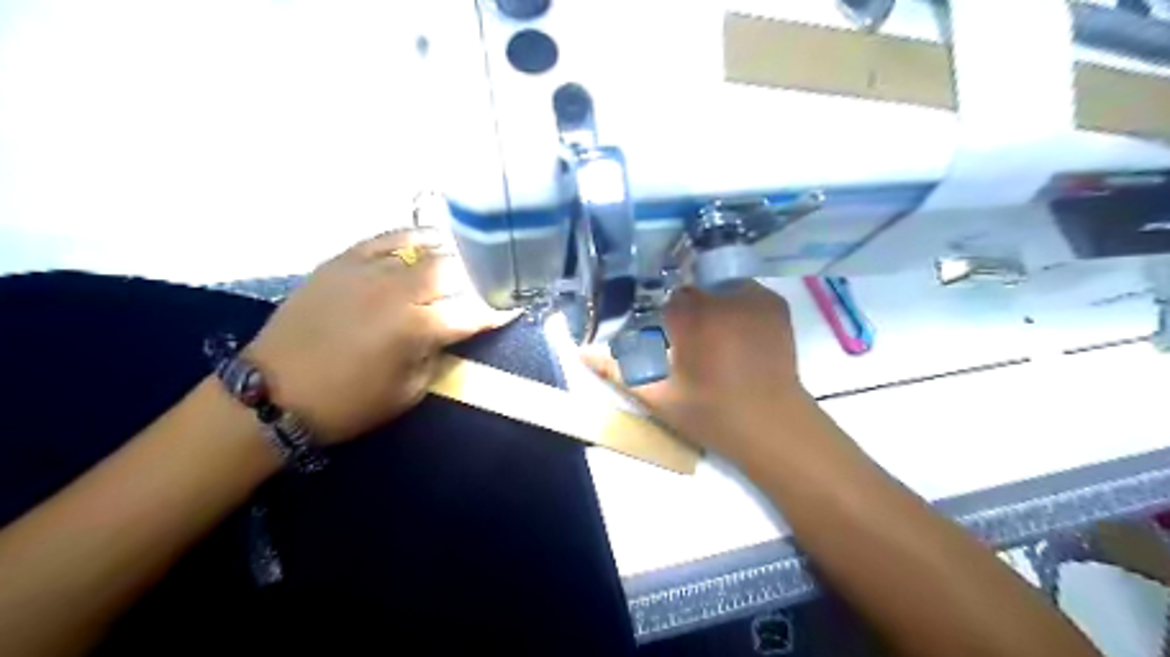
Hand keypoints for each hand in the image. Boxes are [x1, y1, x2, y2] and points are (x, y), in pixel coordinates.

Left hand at [243, 229, 512, 443]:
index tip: (514, 307)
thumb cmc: (349, 402)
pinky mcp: (343, 260)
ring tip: (468, 258)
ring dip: (453, 255)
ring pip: (426, 248)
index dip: (497, 310)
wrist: (273, 392)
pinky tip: (426, 242)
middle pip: (455, 269)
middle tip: (491, 283)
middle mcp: (397, 290)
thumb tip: (455, 330)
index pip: (473, 311)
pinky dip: (413, 238)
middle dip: (480, 276)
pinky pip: (387, 237)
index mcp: (417, 327)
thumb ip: (440, 355)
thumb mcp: (410, 391)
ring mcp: (369, 269)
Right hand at [586, 281, 814, 461]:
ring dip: (709, 300)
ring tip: (712, 332)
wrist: (773, 425)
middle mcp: (721, 295)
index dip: (654, 311)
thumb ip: (616, 369)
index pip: (659, 293)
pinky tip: (736, 330)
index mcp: (689, 315)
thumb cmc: (711, 413)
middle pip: (689, 286)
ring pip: (717, 284)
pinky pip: (744, 291)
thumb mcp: (657, 396)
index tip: (656, 329)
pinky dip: (735, 304)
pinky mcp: (775, 303)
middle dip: (683, 306)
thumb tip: (581, 351)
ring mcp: (753, 295)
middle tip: (684, 335)